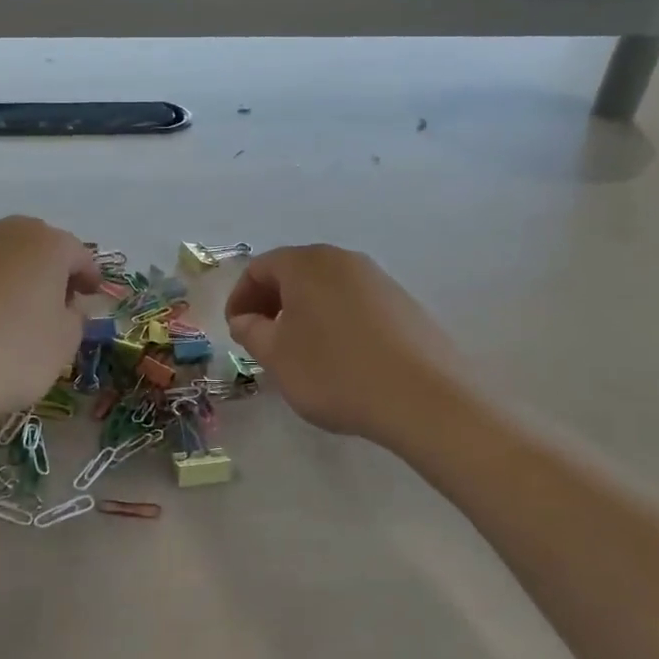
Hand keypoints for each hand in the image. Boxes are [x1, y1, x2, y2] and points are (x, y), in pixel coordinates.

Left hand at [0, 216, 99, 433]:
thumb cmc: (8, 356)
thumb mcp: (62, 346)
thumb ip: (75, 319)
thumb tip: (67, 307)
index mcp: (46, 244)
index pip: (79, 254)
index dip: (89, 279)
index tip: (90, 300)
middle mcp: (4, 233)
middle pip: (37, 248)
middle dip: (50, 273)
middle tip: (55, 307)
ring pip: (1, 259)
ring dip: (13, 281)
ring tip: (13, 319)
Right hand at [225, 245, 455, 446]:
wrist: (422, 398)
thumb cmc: (334, 372)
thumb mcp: (277, 356)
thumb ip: (251, 331)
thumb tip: (246, 320)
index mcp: (307, 264)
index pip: (259, 268)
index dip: (240, 298)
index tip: (236, 331)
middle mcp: (344, 260)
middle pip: (295, 273)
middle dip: (271, 303)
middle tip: (262, 340)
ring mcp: (379, 280)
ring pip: (327, 289)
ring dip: (304, 313)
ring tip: (300, 352)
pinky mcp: (404, 305)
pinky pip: (355, 304)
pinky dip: (335, 321)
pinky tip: (340, 358)